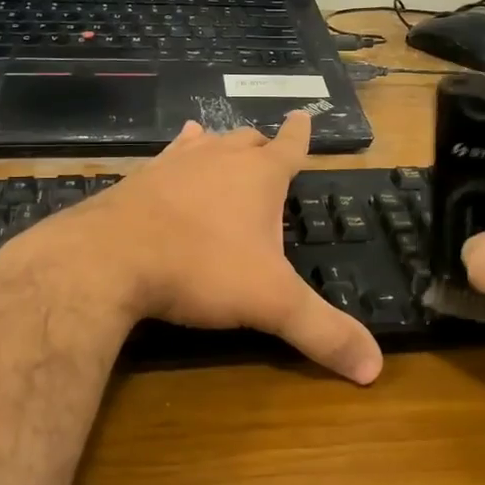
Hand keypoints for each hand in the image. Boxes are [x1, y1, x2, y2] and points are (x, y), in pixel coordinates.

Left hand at [0, 111, 383, 385]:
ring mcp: (175, 164)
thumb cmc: (201, 269)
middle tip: (269, 152)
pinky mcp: (139, 179)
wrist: (109, 259)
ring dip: (220, 146)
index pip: (290, 147)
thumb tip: (375, 369)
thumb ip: (323, 332)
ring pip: (207, 143)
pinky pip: (166, 157)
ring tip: (222, 142)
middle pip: (248, 141)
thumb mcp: (271, 303)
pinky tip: (172, 159)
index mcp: (259, 177)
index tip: (303, 115)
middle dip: (263, 146)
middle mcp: (219, 159)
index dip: (301, 134)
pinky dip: (178, 155)